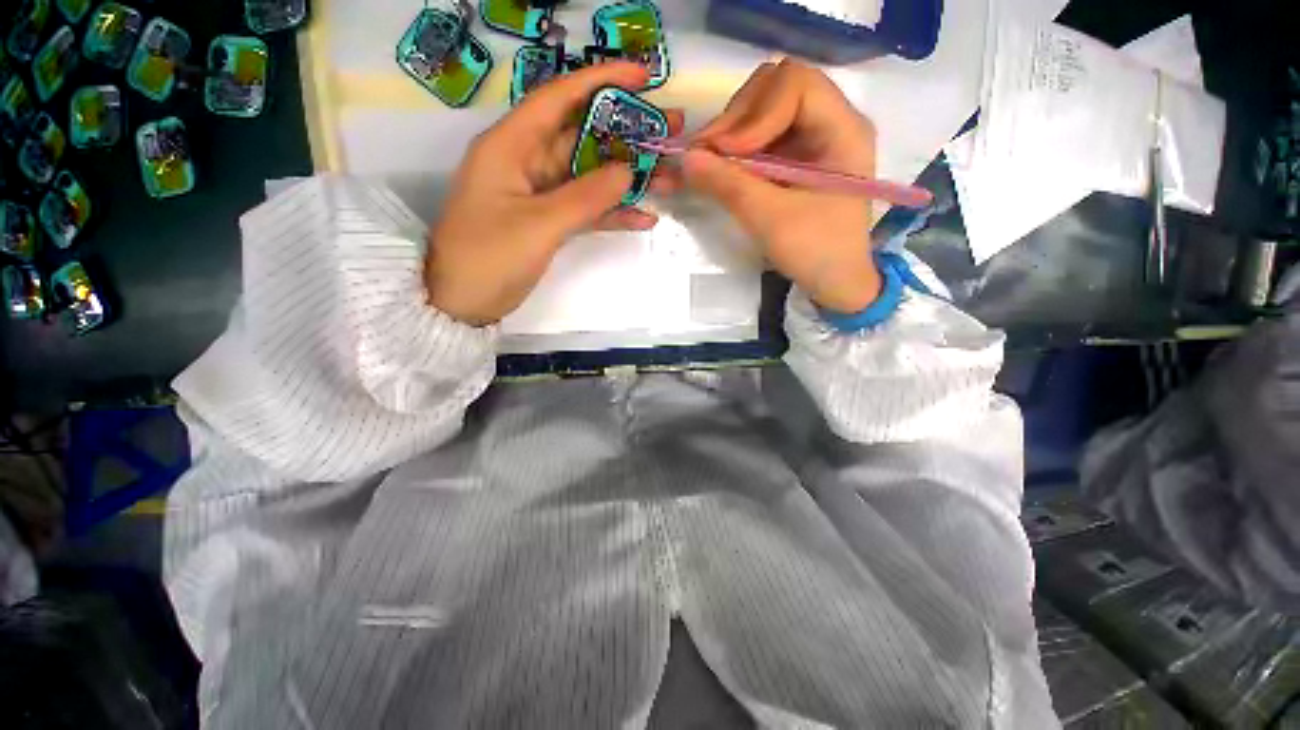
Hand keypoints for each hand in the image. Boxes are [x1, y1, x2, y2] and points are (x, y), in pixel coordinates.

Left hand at [426, 62, 683, 325]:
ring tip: (669, 180)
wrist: (462, 302)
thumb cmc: (488, 257)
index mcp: (512, 145)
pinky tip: (643, 217)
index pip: (560, 98)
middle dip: (627, 135)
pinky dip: (612, 213)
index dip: (602, 82)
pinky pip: (586, 209)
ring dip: (627, 180)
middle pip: (584, 138)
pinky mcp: (549, 221)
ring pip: (590, 177)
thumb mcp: (538, 225)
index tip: (644, 77)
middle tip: (670, 134)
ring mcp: (540, 194)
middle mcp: (527, 161)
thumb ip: (585, 197)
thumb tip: (626, 170)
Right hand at [684, 59, 880, 313]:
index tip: (726, 153)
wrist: (836, 282)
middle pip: (775, 88)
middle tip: (707, 155)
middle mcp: (830, 122)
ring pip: (763, 110)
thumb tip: (685, 158)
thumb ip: (729, 185)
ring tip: (708, 164)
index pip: (794, 84)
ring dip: (731, 133)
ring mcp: (811, 139)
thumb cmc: (816, 252)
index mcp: (843, 129)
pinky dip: (735, 150)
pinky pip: (759, 137)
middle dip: (737, 118)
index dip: (755, 112)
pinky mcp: (795, 158)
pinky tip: (718, 169)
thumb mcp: (771, 220)